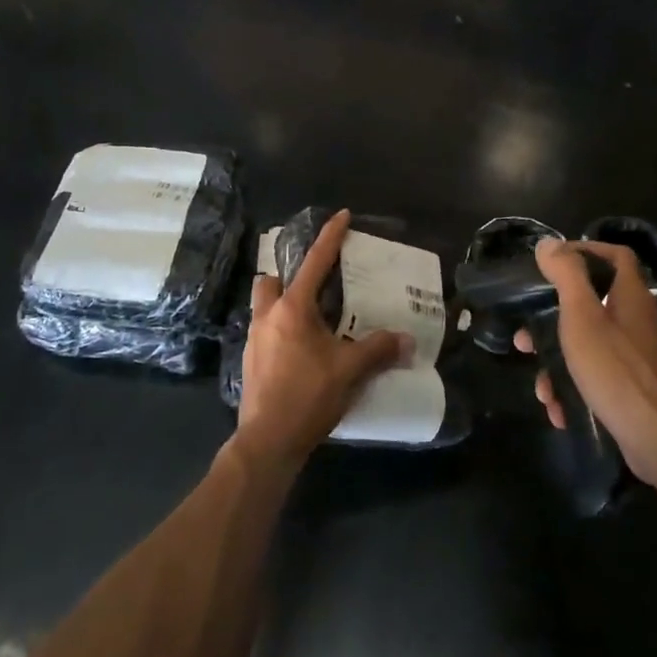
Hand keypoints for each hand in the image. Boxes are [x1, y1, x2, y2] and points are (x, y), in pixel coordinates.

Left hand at [235, 210, 409, 468]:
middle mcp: (268, 317)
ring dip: (282, 305)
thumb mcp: (350, 370)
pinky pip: (264, 333)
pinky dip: (281, 332)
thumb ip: (378, 350)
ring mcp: (254, 340)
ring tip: (310, 322)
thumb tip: (407, 340)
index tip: (342, 216)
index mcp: (293, 309)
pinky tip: (300, 352)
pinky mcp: (250, 363)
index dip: (331, 237)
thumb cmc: (308, 396)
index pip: (316, 262)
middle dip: (288, 276)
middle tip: (314, 288)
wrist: (268, 441)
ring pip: (264, 307)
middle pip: (271, 282)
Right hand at [516, 239, 656, 484]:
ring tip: (541, 388)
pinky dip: (576, 392)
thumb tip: (549, 243)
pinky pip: (598, 381)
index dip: (587, 251)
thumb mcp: (583, 317)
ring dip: (559, 365)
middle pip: (593, 307)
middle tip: (527, 337)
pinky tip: (559, 411)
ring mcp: (639, 360)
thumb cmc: (617, 370)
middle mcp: (638, 323)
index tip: (553, 263)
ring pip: (590, 349)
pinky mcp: (636, 392)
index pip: (616, 256)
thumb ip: (567, 276)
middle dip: (554, 322)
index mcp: (630, 298)